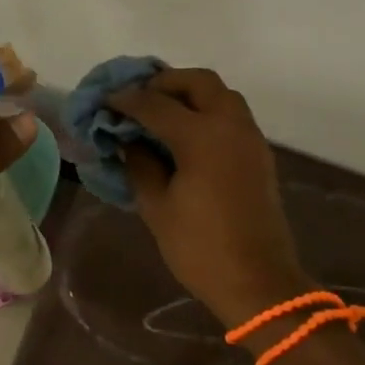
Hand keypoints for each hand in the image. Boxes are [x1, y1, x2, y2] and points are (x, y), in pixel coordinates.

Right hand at [106, 68, 304, 326]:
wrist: (258, 282)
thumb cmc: (200, 248)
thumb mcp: (157, 207)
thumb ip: (140, 164)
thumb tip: (129, 140)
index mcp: (202, 136)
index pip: (155, 104)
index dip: (127, 100)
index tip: (106, 101)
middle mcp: (230, 126)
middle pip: (199, 81)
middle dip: (166, 83)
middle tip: (140, 98)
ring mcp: (250, 138)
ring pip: (221, 94)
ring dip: (190, 94)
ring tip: (162, 113)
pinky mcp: (259, 154)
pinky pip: (232, 115)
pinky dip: (207, 111)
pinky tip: (186, 134)